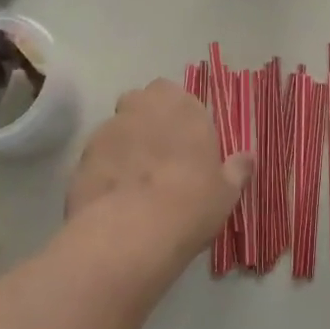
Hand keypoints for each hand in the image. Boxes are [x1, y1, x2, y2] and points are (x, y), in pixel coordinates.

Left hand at [67, 80, 252, 268]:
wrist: (131, 232)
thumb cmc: (191, 203)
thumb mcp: (226, 191)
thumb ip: (236, 169)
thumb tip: (248, 157)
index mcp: (183, 107)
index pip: (179, 96)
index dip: (181, 118)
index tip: (187, 142)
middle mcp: (144, 107)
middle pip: (143, 102)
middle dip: (149, 120)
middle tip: (161, 156)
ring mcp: (109, 129)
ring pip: (118, 127)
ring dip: (126, 143)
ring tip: (135, 180)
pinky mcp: (82, 156)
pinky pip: (98, 155)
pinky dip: (105, 167)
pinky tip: (114, 196)